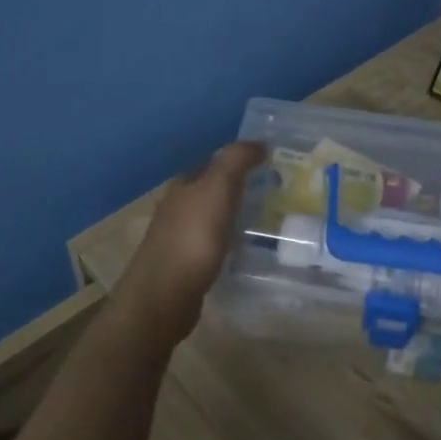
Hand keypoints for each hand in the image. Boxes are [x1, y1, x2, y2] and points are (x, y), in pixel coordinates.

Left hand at [119, 142, 265, 347]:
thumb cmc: (192, 238)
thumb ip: (236, 161)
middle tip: (277, 192)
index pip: (215, 163)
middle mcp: (177, 207)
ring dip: (235, 215)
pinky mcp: (185, 266)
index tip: (272, 164)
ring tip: (267, 220)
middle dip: (240, 188)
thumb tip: (259, 143)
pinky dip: (229, 241)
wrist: (163, 297)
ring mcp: (178, 238)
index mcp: (183, 185)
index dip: (241, 160)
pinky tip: (245, 250)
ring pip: (213, 217)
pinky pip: (212, 244)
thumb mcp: (218, 189)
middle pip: (213, 190)